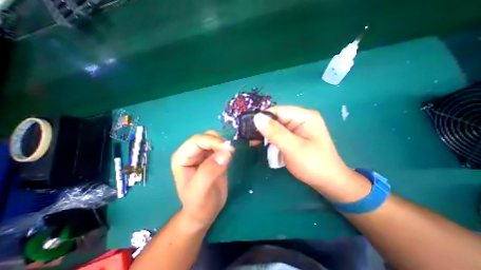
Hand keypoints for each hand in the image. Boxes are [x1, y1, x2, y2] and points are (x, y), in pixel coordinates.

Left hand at [172, 129, 233, 229]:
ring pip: (214, 139)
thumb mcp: (201, 190)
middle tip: (231, 153)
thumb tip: (225, 152)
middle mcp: (190, 153)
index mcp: (182, 158)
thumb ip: (210, 171)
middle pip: (206, 137)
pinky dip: (226, 149)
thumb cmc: (199, 204)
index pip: (197, 140)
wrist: (204, 212)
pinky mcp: (211, 157)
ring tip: (229, 156)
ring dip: (223, 145)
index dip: (213, 141)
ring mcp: (201, 154)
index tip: (229, 149)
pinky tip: (228, 157)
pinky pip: (220, 146)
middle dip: (219, 142)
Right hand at [252, 105, 368, 200]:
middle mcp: (301, 119)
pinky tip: (263, 145)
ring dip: (265, 135)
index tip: (249, 128)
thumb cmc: (313, 165)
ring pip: (276, 127)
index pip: (278, 111)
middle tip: (250, 138)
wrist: (328, 182)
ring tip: (254, 143)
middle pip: (276, 118)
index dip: (263, 117)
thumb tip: (257, 117)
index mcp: (304, 116)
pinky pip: (279, 134)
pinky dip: (270, 139)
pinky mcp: (295, 137)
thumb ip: (275, 132)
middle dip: (263, 128)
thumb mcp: (293, 148)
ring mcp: (298, 128)